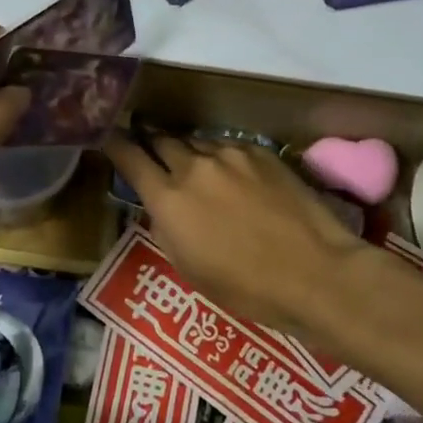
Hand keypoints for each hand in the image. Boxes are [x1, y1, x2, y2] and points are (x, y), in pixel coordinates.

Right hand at [103, 131, 367, 333]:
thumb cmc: (245, 286)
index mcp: (168, 198)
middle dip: (152, 144)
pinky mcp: (260, 151)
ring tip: (196, 168)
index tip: (108, 136)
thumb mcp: (187, 266)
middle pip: (160, 140)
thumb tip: (160, 204)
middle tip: (151, 152)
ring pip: (195, 142)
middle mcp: (193, 166)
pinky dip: (221, 157)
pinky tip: (233, 175)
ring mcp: (229, 154)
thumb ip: (166, 225)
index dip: (114, 143)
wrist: (315, 273)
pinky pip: (228, 146)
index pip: (128, 156)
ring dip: (188, 152)